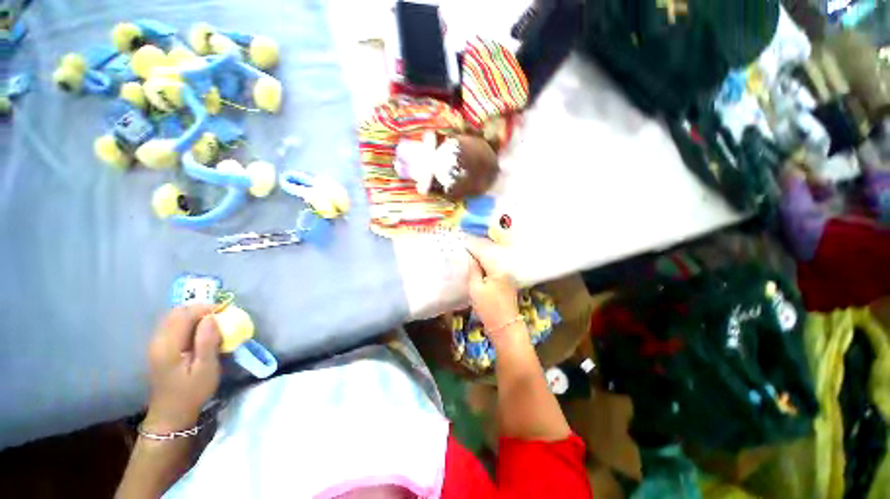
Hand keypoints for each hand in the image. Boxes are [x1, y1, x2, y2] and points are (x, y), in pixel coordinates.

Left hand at [144, 305, 221, 432]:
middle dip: (199, 309)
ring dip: (193, 315)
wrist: (171, 413)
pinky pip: (172, 326)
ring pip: (173, 317)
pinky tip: (199, 333)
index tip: (225, 311)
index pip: (184, 315)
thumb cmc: (192, 392)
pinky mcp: (158, 348)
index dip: (205, 308)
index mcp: (168, 346)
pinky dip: (187, 323)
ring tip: (212, 323)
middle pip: (176, 313)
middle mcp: (158, 341)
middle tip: (219, 316)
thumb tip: (212, 317)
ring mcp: (155, 344)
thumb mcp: (206, 369)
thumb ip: (208, 341)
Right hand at [466, 237, 518, 330]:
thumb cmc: (488, 307)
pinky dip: (487, 268)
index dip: (473, 247)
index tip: (463, 242)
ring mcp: (507, 278)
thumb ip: (474, 271)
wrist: (504, 327)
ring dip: (482, 260)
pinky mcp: (507, 285)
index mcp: (497, 269)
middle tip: (466, 248)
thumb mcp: (476, 288)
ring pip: (492, 264)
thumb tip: (471, 258)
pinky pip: (495, 271)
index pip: (483, 253)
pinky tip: (480, 269)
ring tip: (471, 257)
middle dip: (478, 252)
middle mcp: (504, 270)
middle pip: (490, 256)